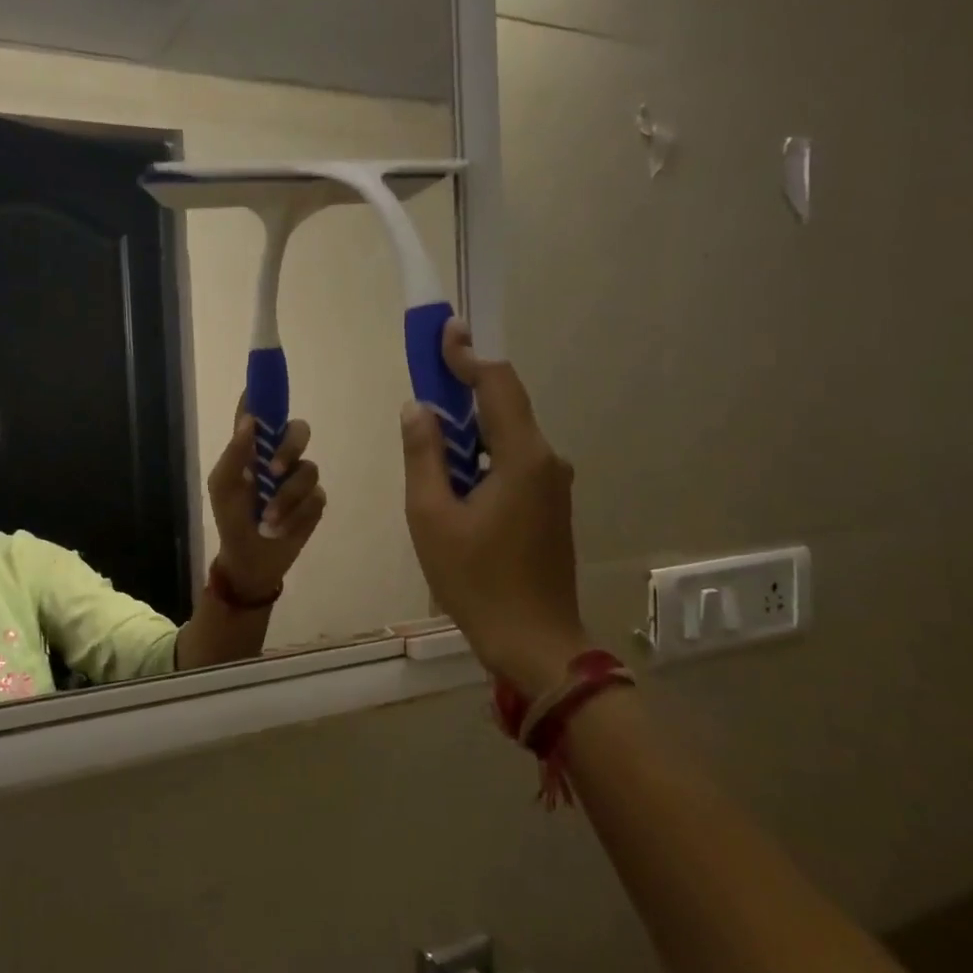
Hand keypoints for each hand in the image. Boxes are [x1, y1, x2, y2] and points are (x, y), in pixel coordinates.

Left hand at [206, 402, 326, 603]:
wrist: (250, 559)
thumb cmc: (231, 519)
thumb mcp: (223, 487)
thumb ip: (235, 454)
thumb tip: (250, 420)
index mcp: (254, 447)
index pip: (262, 410)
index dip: (267, 391)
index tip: (269, 376)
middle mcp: (279, 456)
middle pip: (298, 430)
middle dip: (288, 448)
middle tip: (273, 471)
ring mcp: (300, 478)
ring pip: (308, 469)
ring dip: (286, 497)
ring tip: (269, 520)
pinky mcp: (315, 501)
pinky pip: (316, 497)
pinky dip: (297, 515)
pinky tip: (281, 528)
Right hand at [400, 319, 587, 695]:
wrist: (533, 641)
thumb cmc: (475, 580)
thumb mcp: (431, 517)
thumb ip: (423, 456)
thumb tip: (419, 408)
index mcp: (522, 458)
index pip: (498, 385)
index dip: (468, 356)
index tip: (444, 332)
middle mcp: (547, 461)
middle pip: (507, 406)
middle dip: (467, 388)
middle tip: (428, 380)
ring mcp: (553, 486)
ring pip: (509, 436)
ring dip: (472, 427)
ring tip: (432, 436)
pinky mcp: (550, 507)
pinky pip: (514, 462)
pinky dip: (483, 454)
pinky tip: (456, 477)